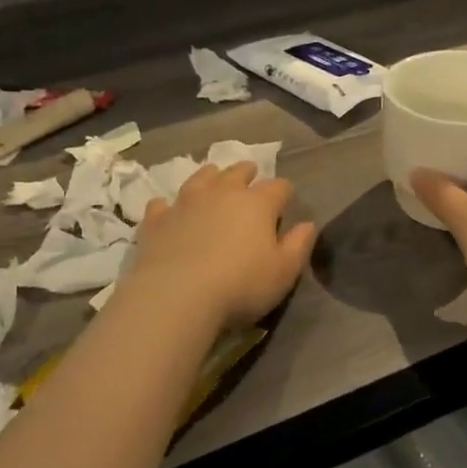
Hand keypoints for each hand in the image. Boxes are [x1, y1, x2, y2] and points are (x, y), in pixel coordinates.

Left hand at [123, 163, 317, 332]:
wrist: (177, 294)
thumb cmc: (240, 285)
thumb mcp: (283, 272)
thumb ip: (299, 246)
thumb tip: (308, 224)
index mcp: (257, 203)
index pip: (279, 188)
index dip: (285, 193)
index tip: (286, 201)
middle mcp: (222, 192)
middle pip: (238, 172)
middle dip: (247, 173)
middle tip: (250, 176)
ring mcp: (186, 202)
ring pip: (201, 178)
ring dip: (210, 177)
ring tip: (213, 178)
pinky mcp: (158, 219)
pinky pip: (162, 204)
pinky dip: (168, 206)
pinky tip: (168, 210)